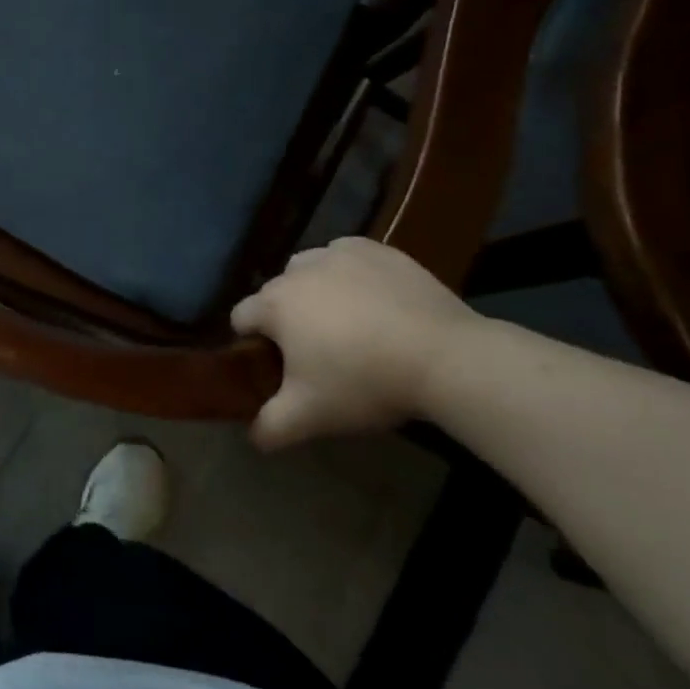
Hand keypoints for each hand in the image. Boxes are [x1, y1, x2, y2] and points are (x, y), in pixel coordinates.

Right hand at [231, 237, 484, 451]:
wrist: (447, 358)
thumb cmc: (366, 383)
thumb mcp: (311, 417)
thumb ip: (270, 427)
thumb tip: (253, 438)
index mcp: (273, 305)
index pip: (241, 318)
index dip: (253, 343)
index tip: (279, 366)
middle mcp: (297, 271)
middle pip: (276, 293)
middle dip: (287, 318)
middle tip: (319, 352)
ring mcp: (338, 254)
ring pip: (309, 269)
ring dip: (315, 290)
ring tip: (347, 324)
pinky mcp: (377, 250)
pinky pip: (347, 257)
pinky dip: (350, 274)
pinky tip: (373, 299)